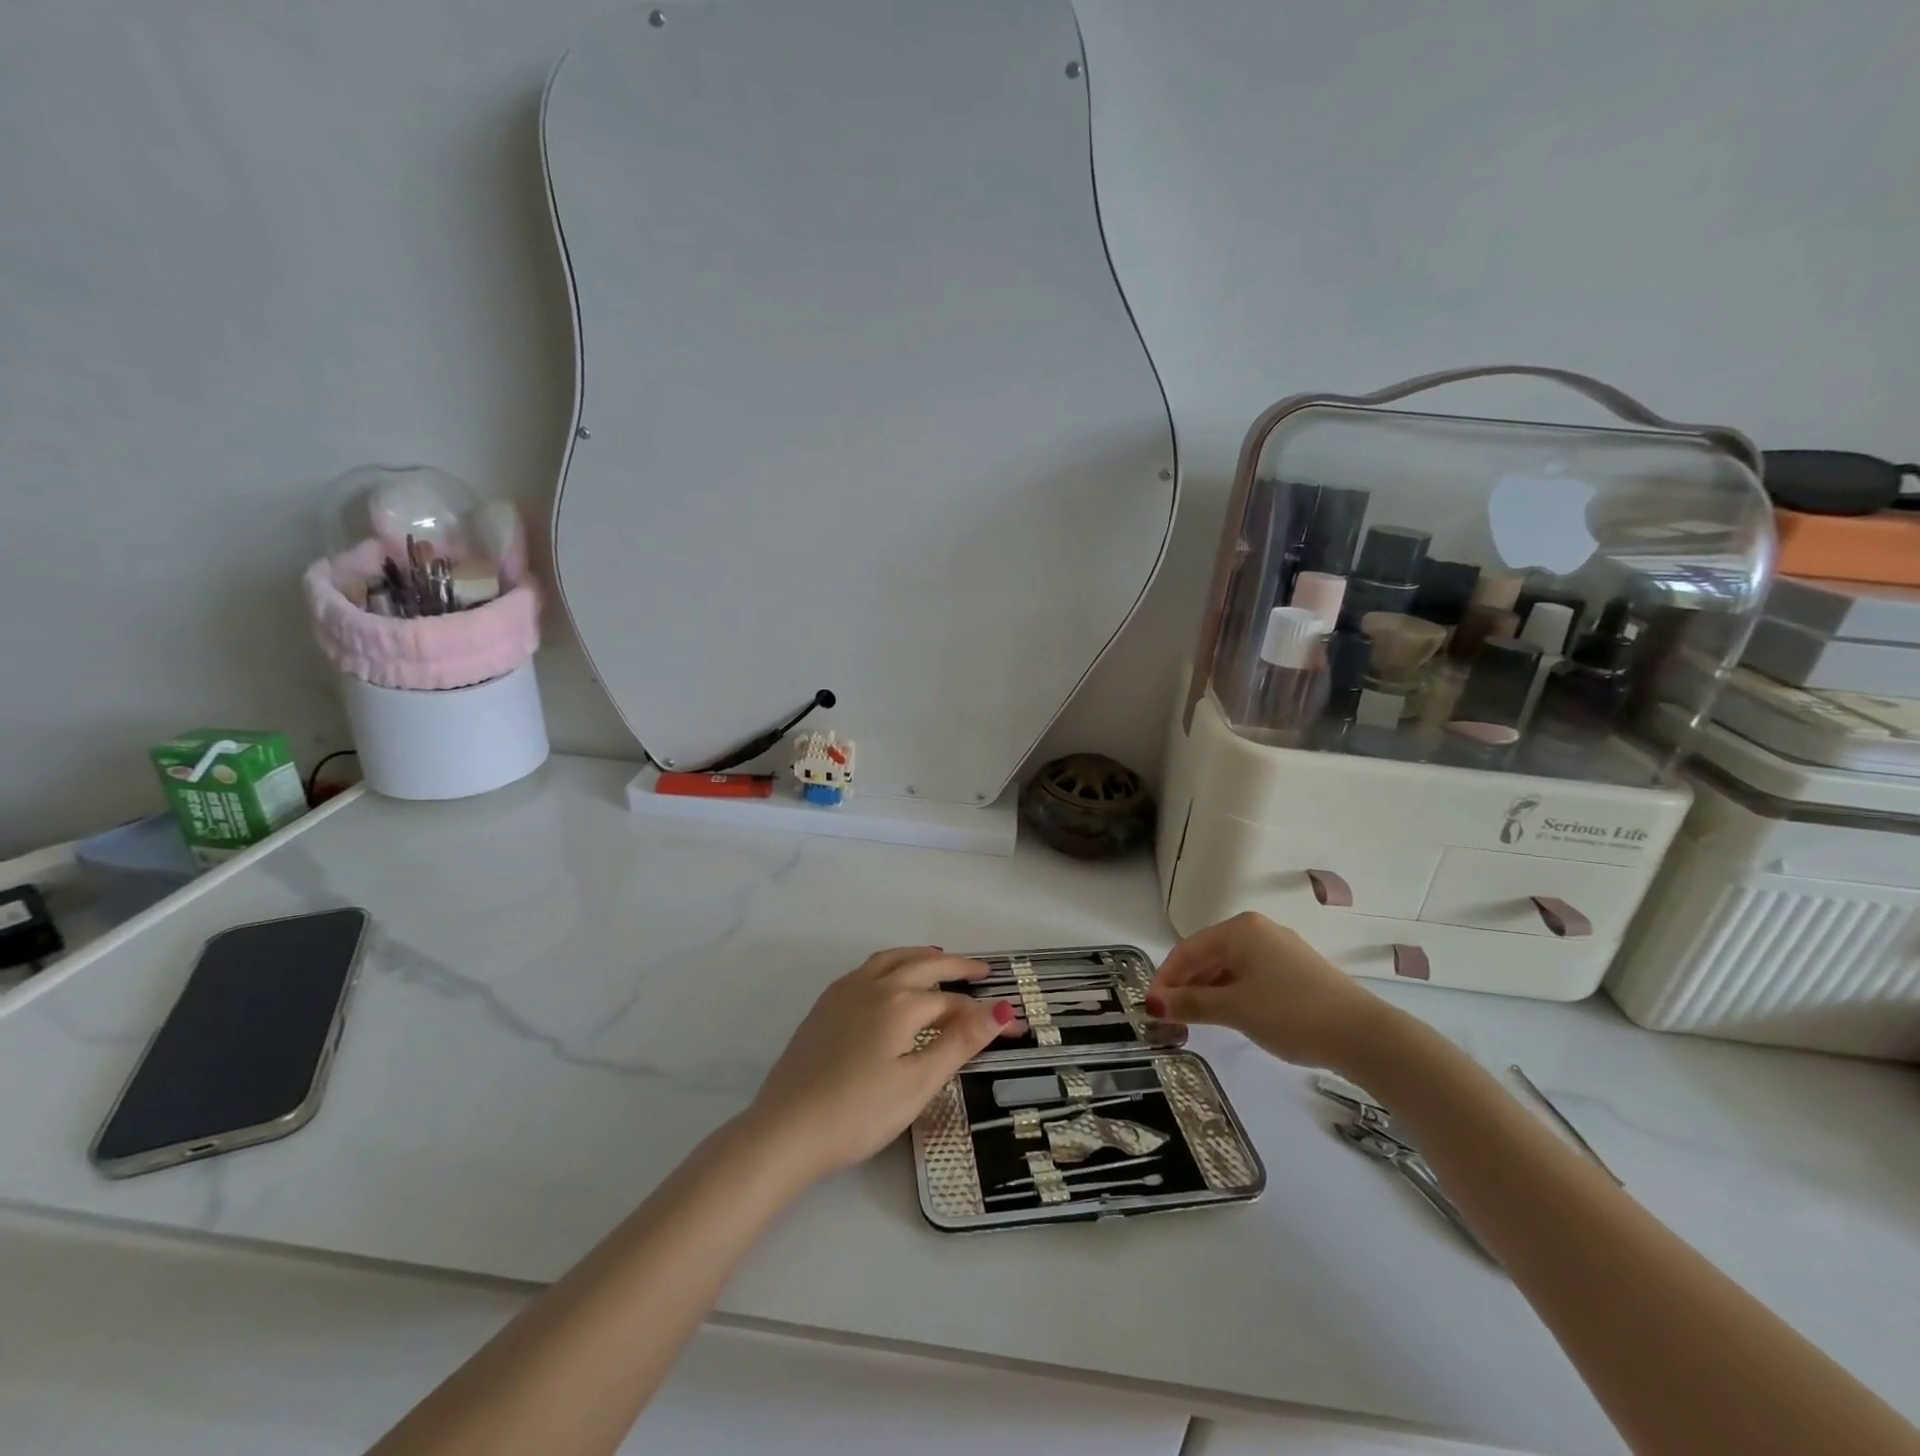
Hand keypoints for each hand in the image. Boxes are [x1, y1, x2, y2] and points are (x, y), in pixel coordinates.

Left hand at [746, 947, 1015, 1181]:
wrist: (787, 1130)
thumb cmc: (860, 1112)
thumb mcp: (918, 1082)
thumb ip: (960, 1042)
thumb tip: (1001, 1009)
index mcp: (901, 1003)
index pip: (954, 1003)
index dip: (985, 1015)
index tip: (1013, 1027)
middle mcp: (874, 985)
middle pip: (923, 966)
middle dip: (956, 966)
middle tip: (982, 970)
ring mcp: (844, 992)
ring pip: (891, 959)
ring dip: (919, 956)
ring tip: (938, 958)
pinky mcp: (824, 1006)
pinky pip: (866, 969)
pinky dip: (890, 963)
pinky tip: (889, 979)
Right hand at [1146, 913, 1393, 1067]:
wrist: (1363, 1035)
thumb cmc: (1290, 1013)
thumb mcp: (1234, 1009)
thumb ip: (1191, 1004)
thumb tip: (1153, 1004)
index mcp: (1239, 929)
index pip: (1187, 950)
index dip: (1166, 978)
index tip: (1152, 1008)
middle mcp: (1258, 930)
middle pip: (1208, 955)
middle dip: (1186, 985)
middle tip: (1171, 1018)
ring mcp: (1280, 949)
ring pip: (1229, 966)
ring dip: (1208, 991)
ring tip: (1196, 1020)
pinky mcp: (1297, 970)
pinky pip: (1251, 975)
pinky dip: (1232, 993)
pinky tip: (1230, 1015)